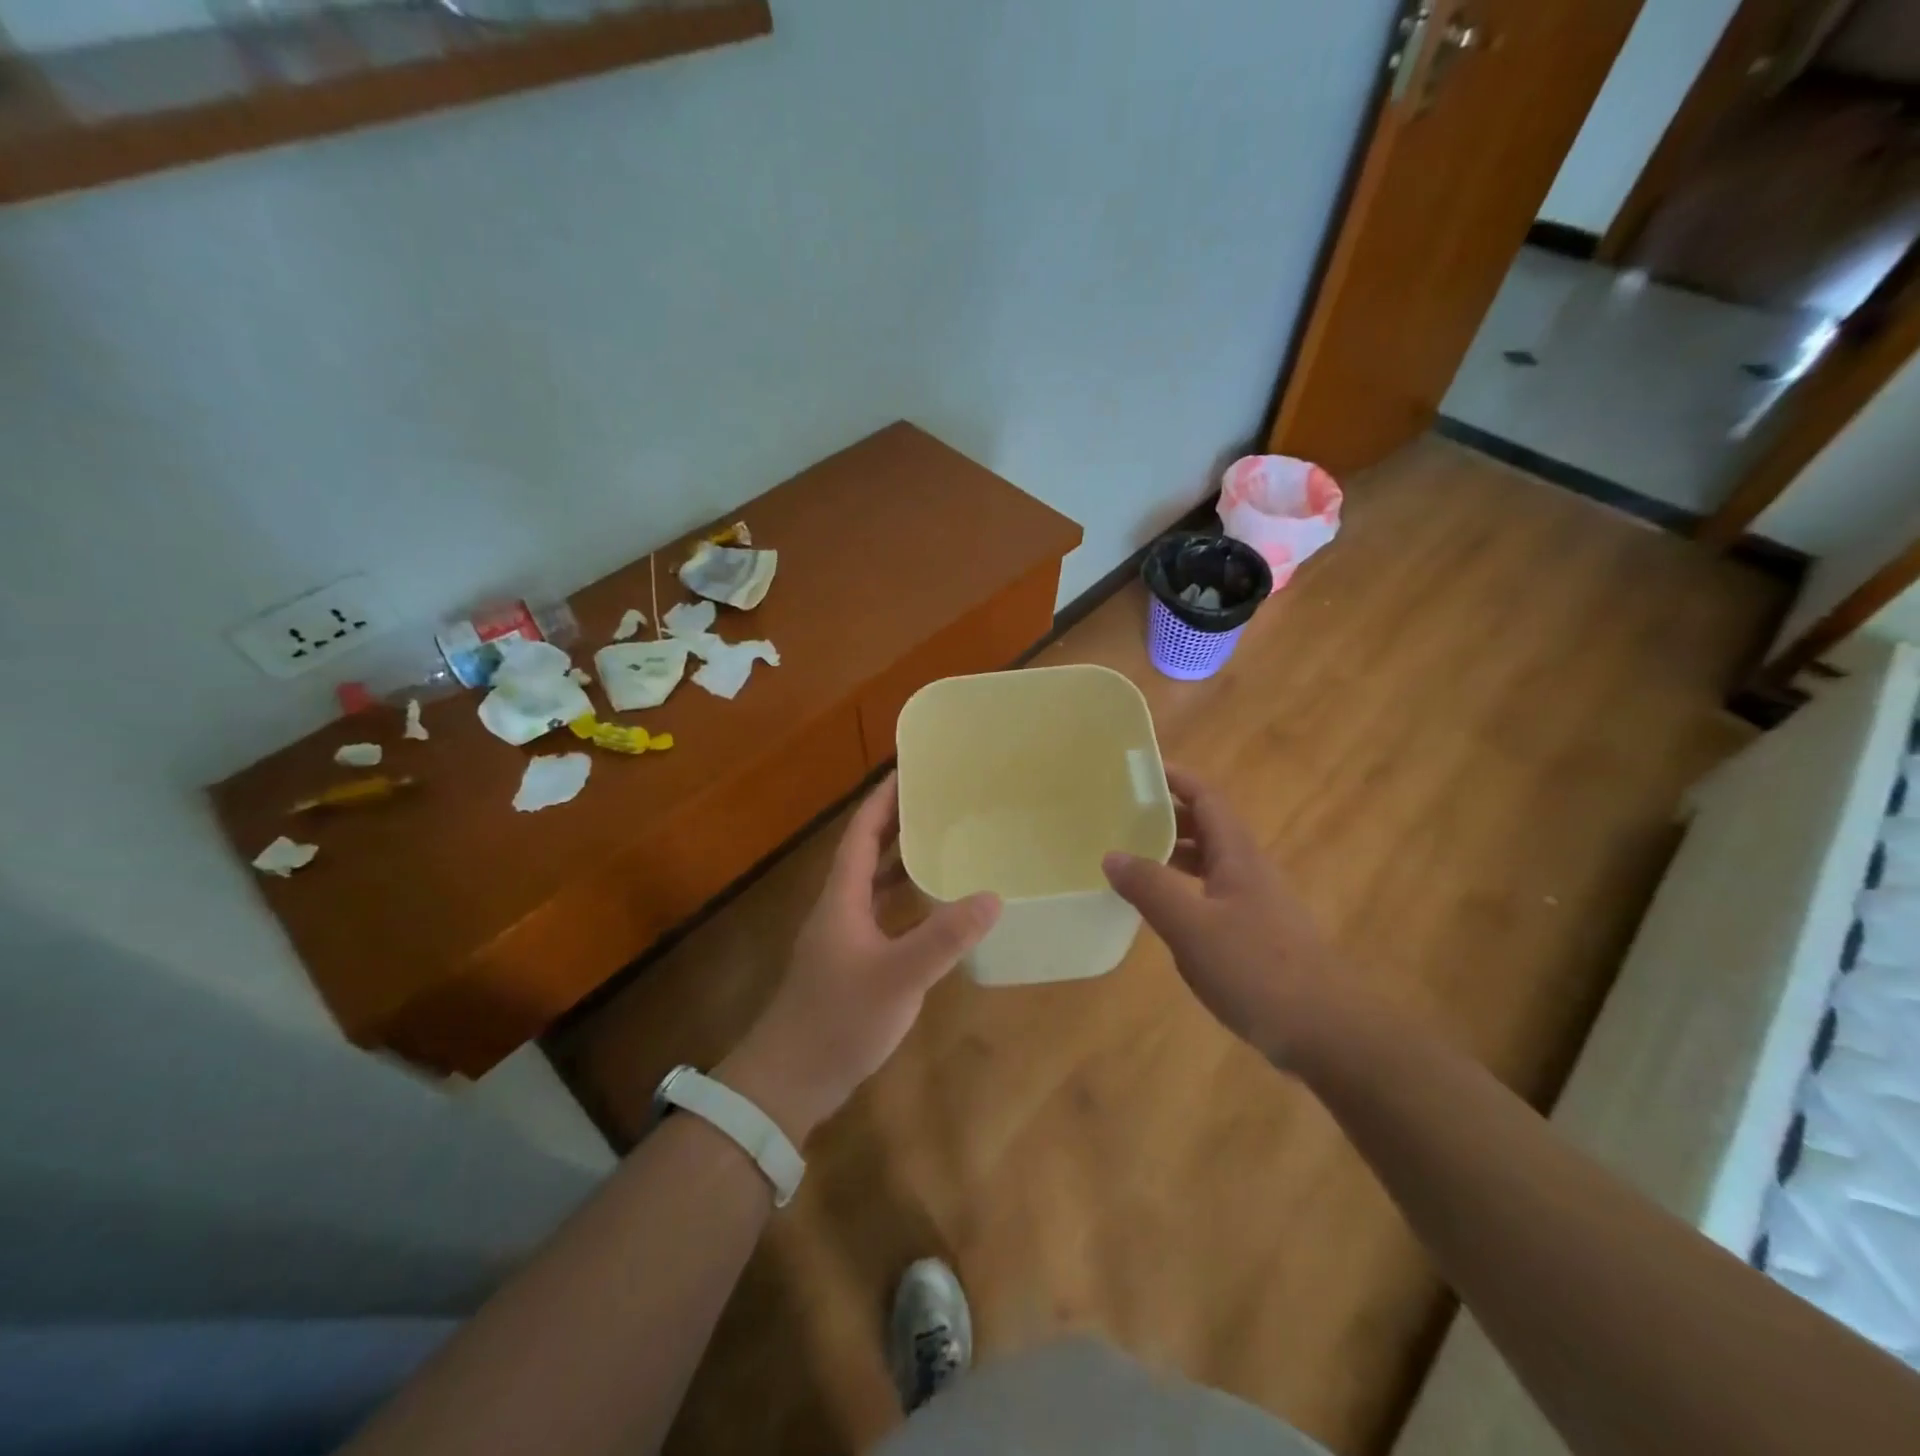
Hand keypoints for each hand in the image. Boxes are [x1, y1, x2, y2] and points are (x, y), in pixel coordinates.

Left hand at [718, 774, 1000, 1144]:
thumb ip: (944, 937)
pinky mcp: (851, 964)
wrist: (790, 1080)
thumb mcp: (899, 976)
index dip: (882, 800)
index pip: (862, 833)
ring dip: (903, 862)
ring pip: (875, 886)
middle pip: (868, 853)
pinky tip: (934, 911)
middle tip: (939, 803)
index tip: (908, 771)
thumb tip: (992, 896)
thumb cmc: (839, 1018)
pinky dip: (906, 902)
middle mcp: (840, 908)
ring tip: (943, 845)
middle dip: (898, 824)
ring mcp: (843, 938)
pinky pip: (882, 916)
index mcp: (842, 897)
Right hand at [1103, 766, 1340, 1063]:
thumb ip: (1151, 888)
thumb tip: (1111, 854)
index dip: (1175, 778)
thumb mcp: (1193, 928)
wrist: (1327, 1032)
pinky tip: (1161, 911)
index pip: (1206, 797)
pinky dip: (1182, 889)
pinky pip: (1210, 895)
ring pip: (1208, 863)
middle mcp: (1248, 870)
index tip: (1136, 770)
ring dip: (1172, 853)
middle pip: (1206, 826)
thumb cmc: (1258, 969)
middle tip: (1119, 814)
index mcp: (1237, 856)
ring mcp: (1254, 904)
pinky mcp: (1254, 935)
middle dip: (1165, 814)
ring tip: (1129, 857)